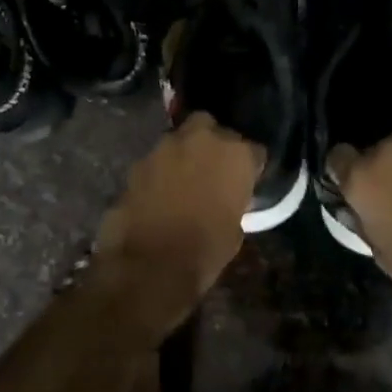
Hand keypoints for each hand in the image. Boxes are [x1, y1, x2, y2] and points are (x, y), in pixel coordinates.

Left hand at [94, 115, 262, 287]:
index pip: (253, 150)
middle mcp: (202, 140)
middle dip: (211, 141)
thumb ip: (232, 200)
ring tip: (183, 180)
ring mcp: (165, 147)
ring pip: (178, 139)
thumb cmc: (205, 251)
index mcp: (236, 155)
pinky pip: (156, 161)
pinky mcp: (138, 163)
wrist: (151, 265)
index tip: (246, 180)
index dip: (250, 166)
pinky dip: (159, 172)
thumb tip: (225, 198)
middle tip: (211, 167)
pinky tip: (159, 192)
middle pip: (210, 126)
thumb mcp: (235, 227)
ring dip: (182, 154)